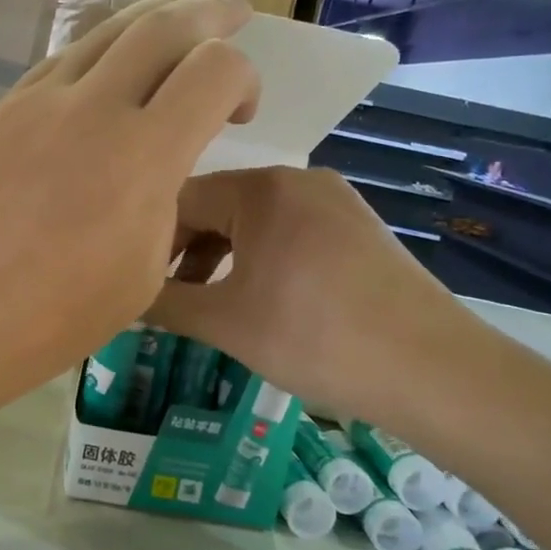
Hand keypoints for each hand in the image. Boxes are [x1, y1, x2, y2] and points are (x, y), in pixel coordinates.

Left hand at [0, 0, 258, 418]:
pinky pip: (62, 59)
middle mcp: (92, 110)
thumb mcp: (141, 274)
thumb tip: (157, 172)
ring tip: (181, 10)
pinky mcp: (1, 112)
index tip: (241, 112)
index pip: (214, 71)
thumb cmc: (52, 319)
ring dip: (153, 17)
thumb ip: (163, 205)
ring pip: (106, 31)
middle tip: (233, 12)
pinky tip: (108, 59)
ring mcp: (38, 103)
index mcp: (141, 158)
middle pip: (163, 27)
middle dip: (209, 14)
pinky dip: (100, 48)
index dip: (245, 77)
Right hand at [146, 167, 475, 421]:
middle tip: (164, 299)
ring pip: (254, 223)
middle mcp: (299, 179)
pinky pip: (289, 234)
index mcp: (262, 187)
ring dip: (221, 260)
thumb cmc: (314, 338)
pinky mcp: (358, 229)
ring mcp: (335, 202)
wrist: (432, 370)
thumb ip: (163, 304)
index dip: (147, 239)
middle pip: (218, 207)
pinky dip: (260, 262)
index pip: (180, 198)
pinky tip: (257, 301)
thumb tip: (118, 297)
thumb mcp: (225, 323)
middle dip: (184, 253)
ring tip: (206, 306)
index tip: (129, 280)